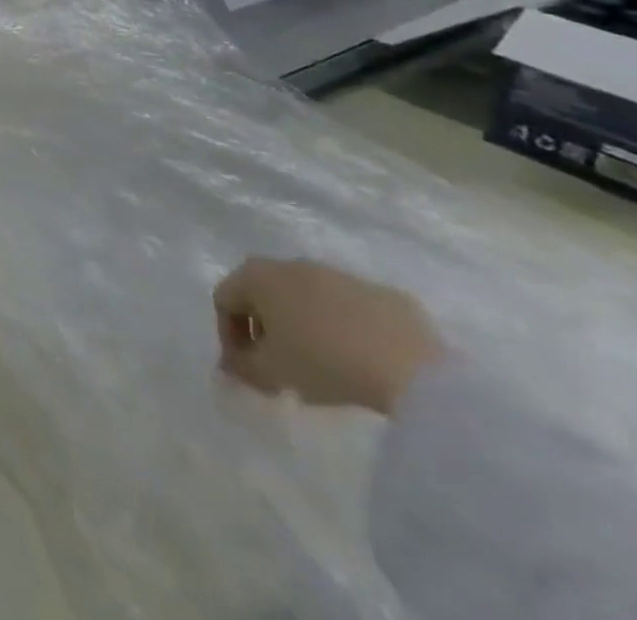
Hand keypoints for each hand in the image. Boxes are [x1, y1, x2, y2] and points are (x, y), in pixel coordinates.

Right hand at [213, 258, 446, 414]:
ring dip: (300, 325)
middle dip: (263, 329)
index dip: (228, 338)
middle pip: (261, 293)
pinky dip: (340, 327)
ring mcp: (336, 273)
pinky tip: (357, 359)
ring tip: (319, 365)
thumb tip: (231, 365)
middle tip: (277, 367)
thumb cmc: (323, 362)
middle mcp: (289, 264)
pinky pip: (345, 307)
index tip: (245, 371)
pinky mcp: (378, 291)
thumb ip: (241, 367)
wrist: (412, 365)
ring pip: (304, 297)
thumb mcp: (271, 373)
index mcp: (255, 275)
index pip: (224, 300)